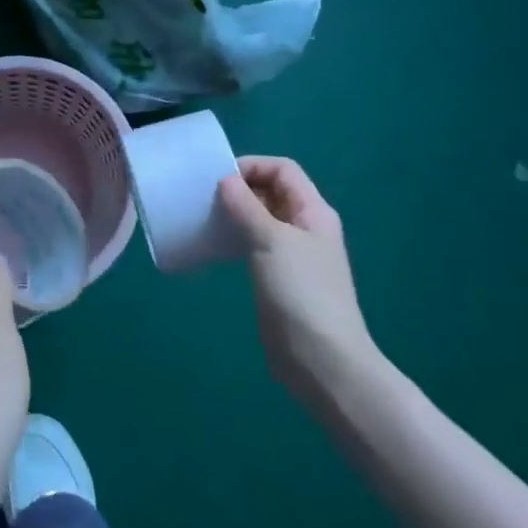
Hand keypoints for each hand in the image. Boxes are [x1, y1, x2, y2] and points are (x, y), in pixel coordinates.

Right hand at [218, 156, 380, 407]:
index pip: (282, 170)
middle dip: (239, 189)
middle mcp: (305, 227)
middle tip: (204, 199)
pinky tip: (214, 247)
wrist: (322, 360)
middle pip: (272, 192)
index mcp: (313, 212)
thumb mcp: (271, 241)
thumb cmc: (301, 292)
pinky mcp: (278, 279)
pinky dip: (235, 239)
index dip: (251, 167)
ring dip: (234, 214)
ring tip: (205, 219)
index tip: (217, 180)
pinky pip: (254, 246)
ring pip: (261, 219)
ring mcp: (293, 255)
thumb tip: (225, 180)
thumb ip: (247, 207)